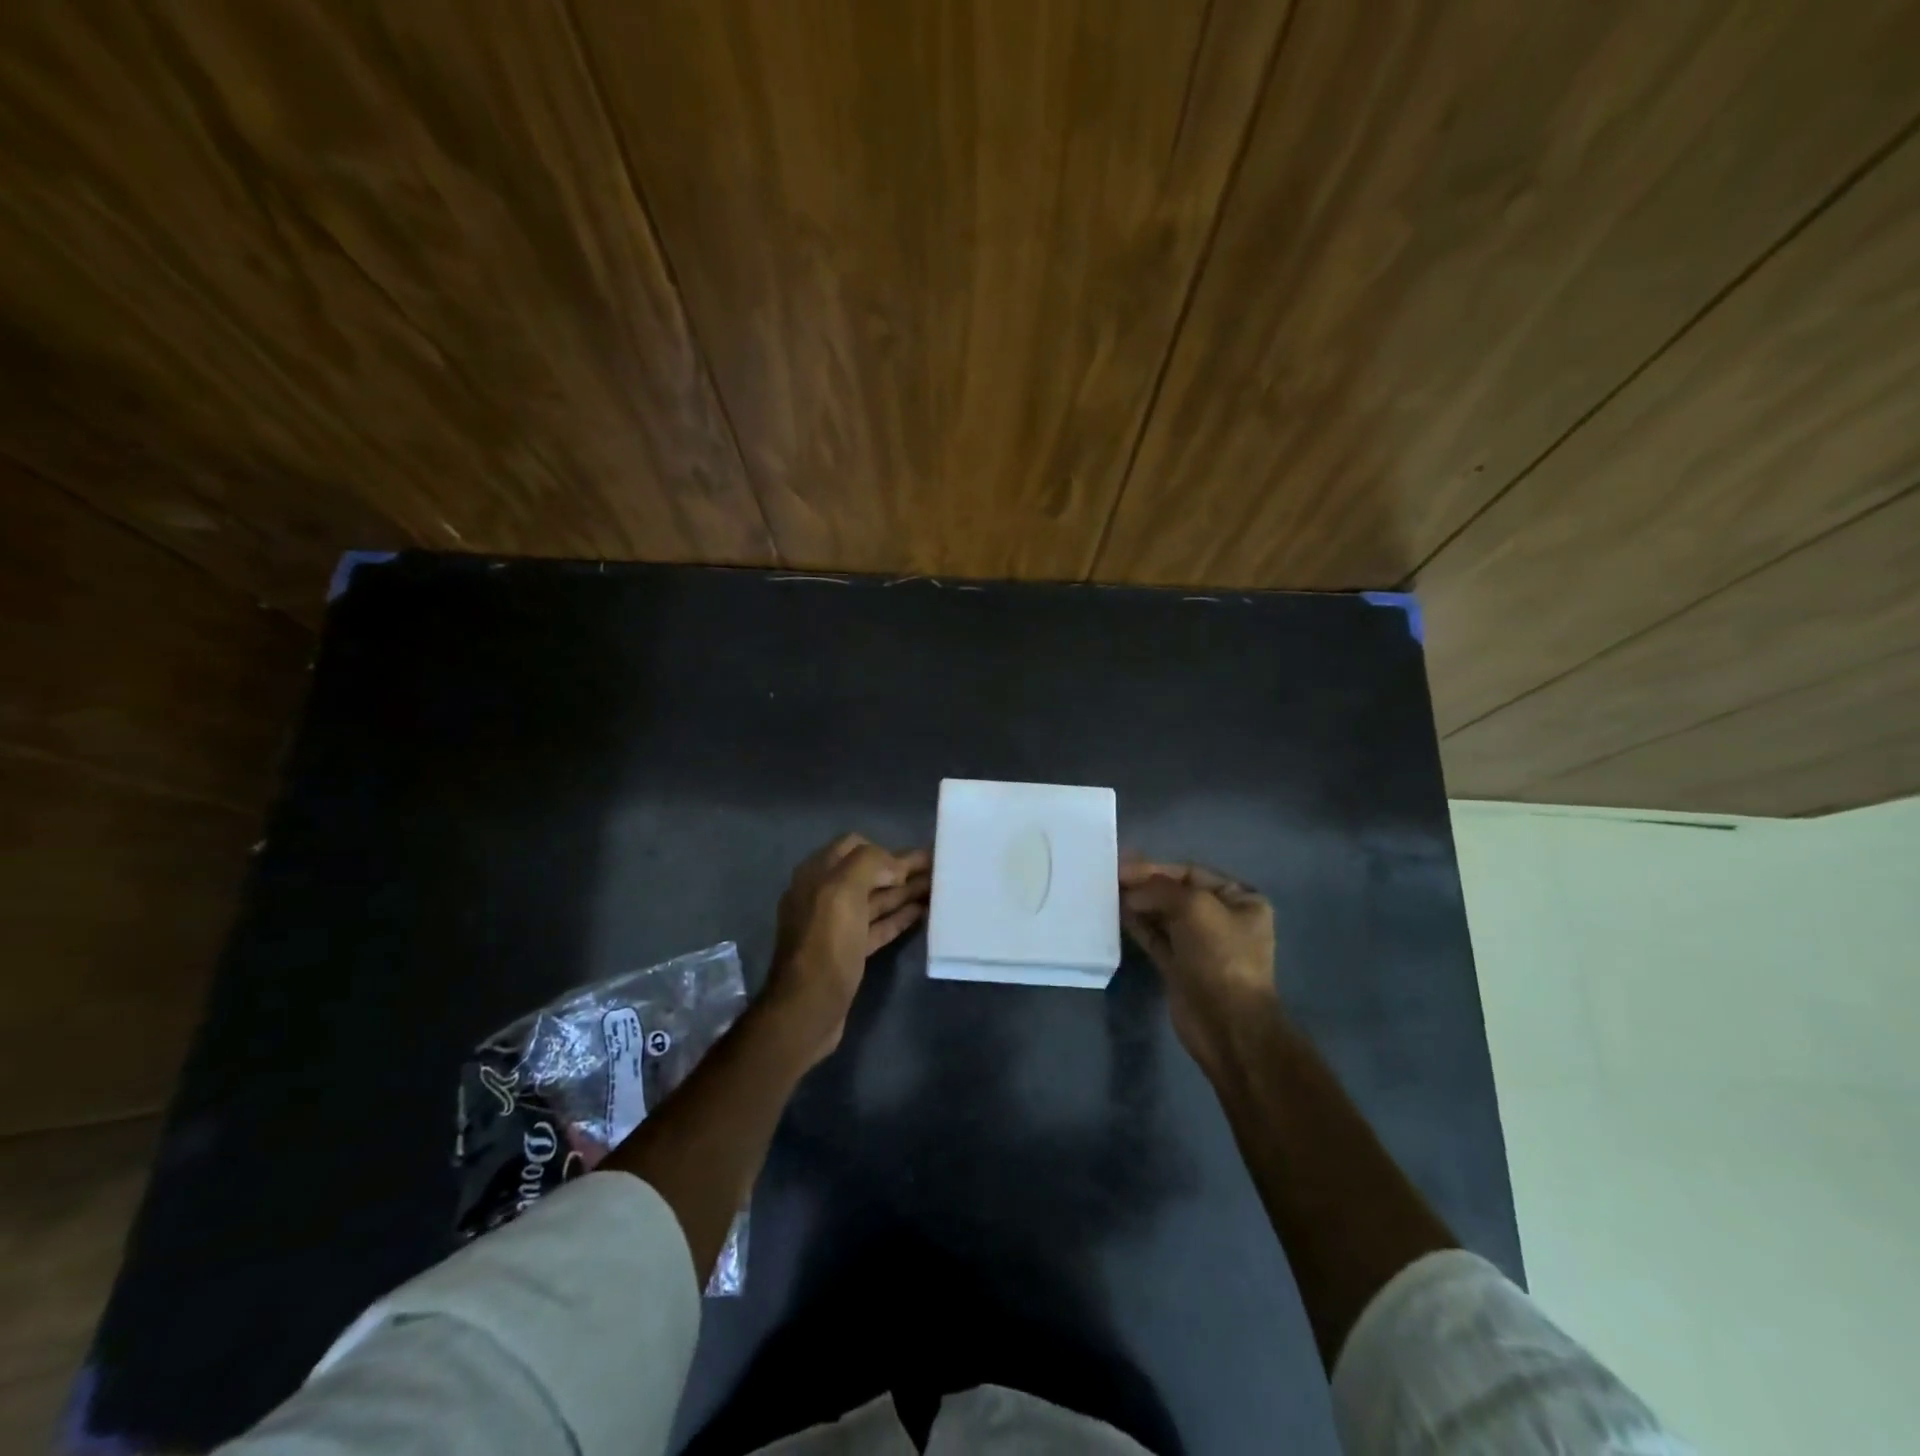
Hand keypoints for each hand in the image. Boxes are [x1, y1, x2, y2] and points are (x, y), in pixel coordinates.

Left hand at [766, 833, 930, 1064]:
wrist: (808, 1008)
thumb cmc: (826, 944)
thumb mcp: (842, 892)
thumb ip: (868, 864)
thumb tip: (893, 865)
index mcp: (817, 875)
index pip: (853, 846)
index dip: (884, 849)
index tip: (914, 859)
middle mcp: (824, 895)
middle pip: (868, 873)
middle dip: (900, 869)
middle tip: (937, 868)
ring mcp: (836, 925)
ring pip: (875, 900)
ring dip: (904, 892)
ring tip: (937, 888)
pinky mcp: (848, 951)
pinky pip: (877, 925)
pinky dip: (898, 917)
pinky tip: (921, 912)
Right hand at [1120, 860, 1280, 1072]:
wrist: (1227, 1025)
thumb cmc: (1220, 957)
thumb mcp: (1194, 907)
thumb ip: (1159, 889)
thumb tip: (1131, 892)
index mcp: (1240, 900)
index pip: (1191, 873)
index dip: (1156, 868)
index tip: (1122, 865)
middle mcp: (1223, 919)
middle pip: (1176, 893)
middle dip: (1145, 885)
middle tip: (1110, 878)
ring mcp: (1201, 945)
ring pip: (1163, 915)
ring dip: (1138, 904)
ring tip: (1107, 893)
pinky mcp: (1181, 967)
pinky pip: (1156, 938)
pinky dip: (1138, 925)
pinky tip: (1116, 914)